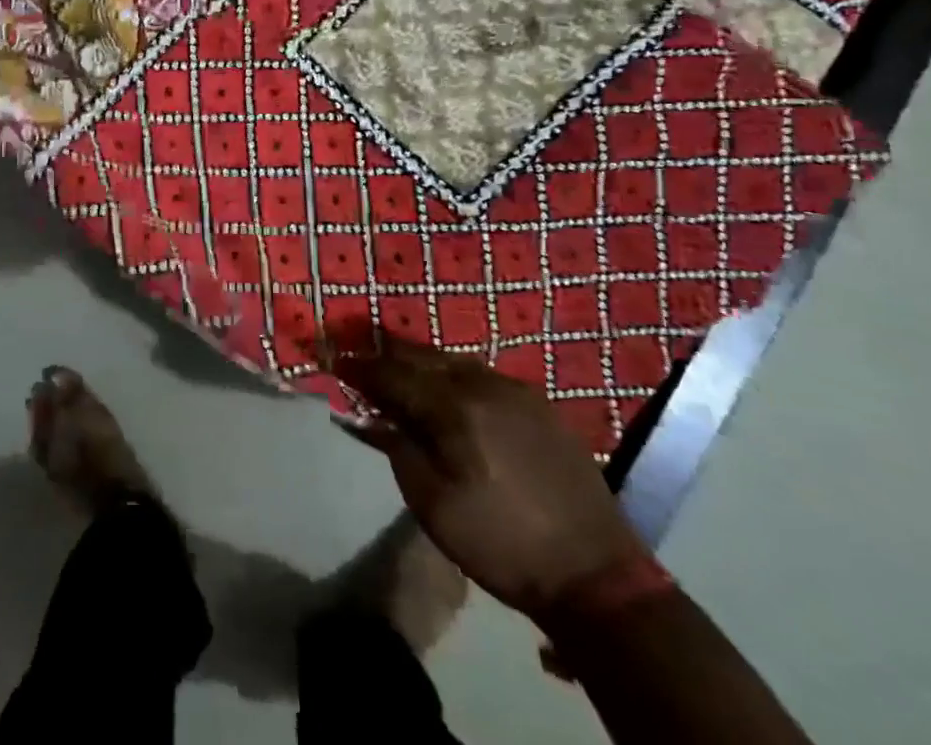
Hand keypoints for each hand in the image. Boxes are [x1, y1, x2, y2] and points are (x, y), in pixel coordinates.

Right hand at [336, 343, 650, 622]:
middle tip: (362, 355)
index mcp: (453, 408)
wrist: (595, 575)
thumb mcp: (433, 506)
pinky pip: (483, 375)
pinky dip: (456, 375)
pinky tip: (452, 390)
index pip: (393, 374)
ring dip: (423, 362)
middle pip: (423, 355)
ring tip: (402, 369)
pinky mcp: (540, 405)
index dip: (361, 368)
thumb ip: (398, 450)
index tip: (335, 361)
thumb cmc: (502, 543)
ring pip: (454, 360)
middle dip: (389, 354)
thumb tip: (372, 416)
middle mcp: (482, 385)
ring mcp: (516, 391)